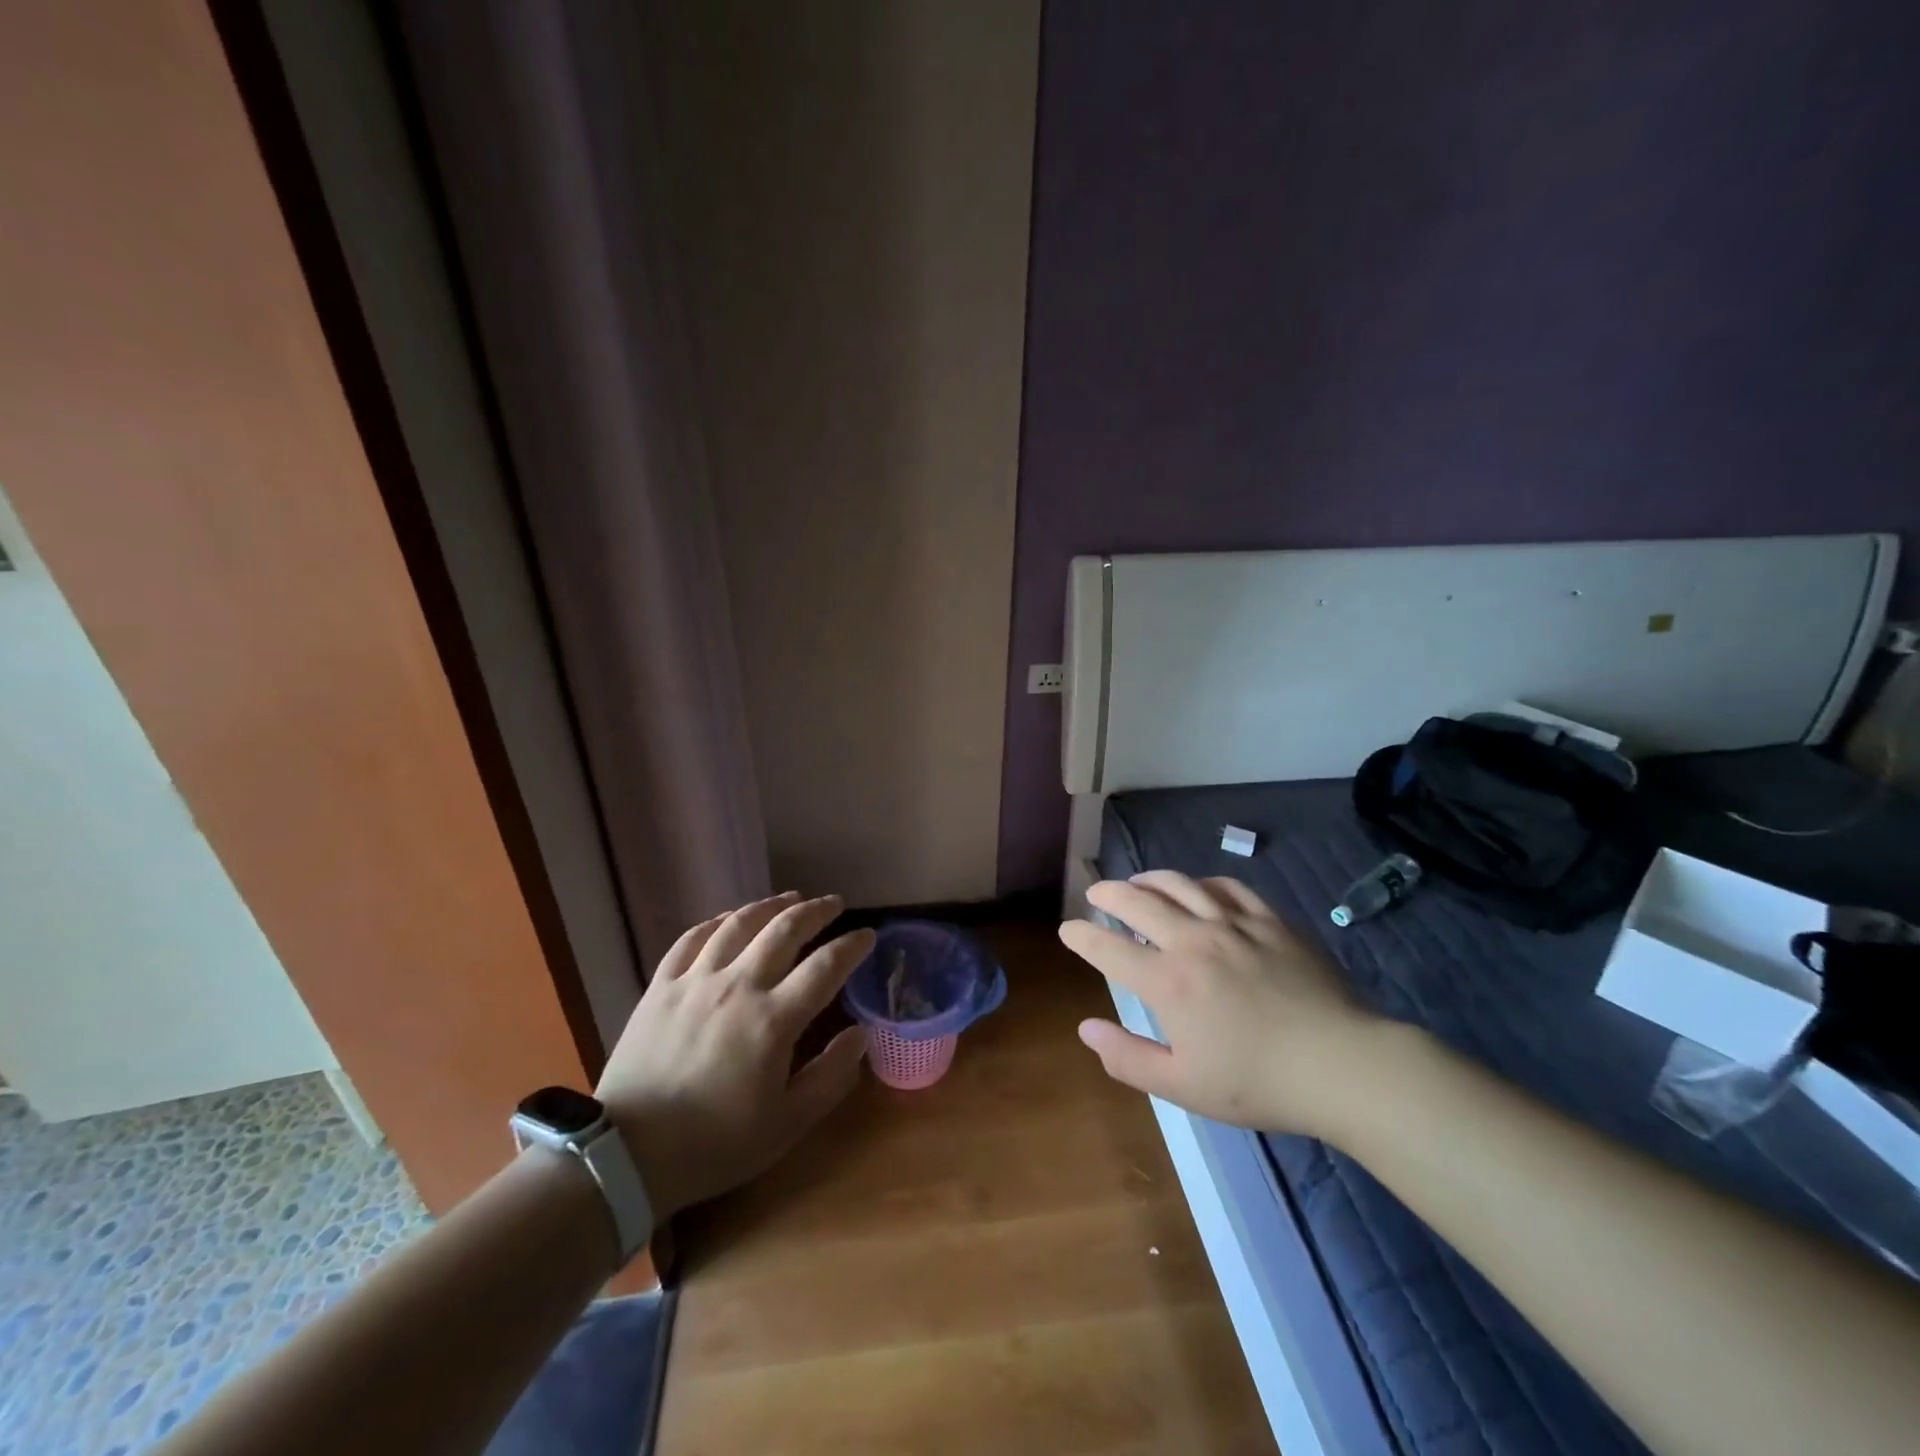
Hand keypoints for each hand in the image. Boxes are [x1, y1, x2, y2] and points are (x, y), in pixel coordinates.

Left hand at [595, 892, 871, 1219]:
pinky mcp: (660, 987)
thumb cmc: (715, 1144)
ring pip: (739, 924)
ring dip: (770, 906)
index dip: (852, 946)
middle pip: (785, 930)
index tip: (868, 935)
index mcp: (774, 1019)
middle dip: (816, 911)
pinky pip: (691, 939)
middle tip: (834, 903)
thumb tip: (860, 1034)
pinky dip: (716, 921)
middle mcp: (738, 986)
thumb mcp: (788, 1124)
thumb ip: (831, 1076)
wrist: (628, 1156)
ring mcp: (695, 981)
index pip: (826, 966)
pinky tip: (728, 918)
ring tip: (789, 898)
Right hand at [1059, 871, 1383, 1137]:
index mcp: (1168, 981)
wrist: (1341, 1065)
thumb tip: (1086, 1028)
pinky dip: (1202, 884)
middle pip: (1138, 901)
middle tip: (1095, 893)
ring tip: (1137, 882)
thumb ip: (1127, 1058)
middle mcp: (1193, 940)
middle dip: (1108, 894)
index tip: (1067, 929)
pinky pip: (1226, 887)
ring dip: (1149, 879)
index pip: (1109, 948)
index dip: (1082, 936)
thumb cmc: (1257, 1082)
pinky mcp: (1269, 920)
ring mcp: (1233, 924)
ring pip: (1179, 884)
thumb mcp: (1183, 1085)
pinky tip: (1198, 890)